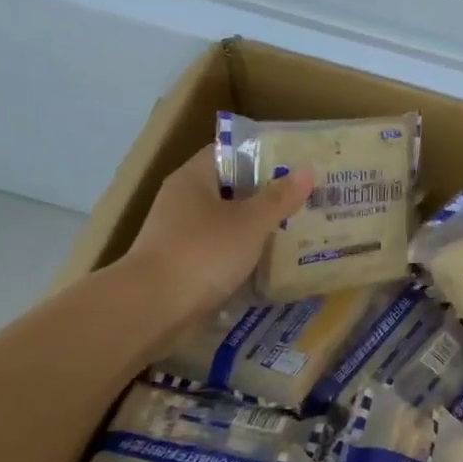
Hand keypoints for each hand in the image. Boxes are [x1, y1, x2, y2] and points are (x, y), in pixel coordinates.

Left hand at [119, 149, 312, 327]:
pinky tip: (272, 263)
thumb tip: (308, 170)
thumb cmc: (203, 252)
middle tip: (306, 198)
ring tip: (298, 230)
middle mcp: (183, 202)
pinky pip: (222, 253)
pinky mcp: (185, 267)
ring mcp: (181, 236)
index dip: (262, 156)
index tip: (295, 164)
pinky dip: (244, 256)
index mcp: (193, 179)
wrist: (154, 308)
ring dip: (257, 228)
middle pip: (230, 190)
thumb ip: (279, 198)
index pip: (228, 153)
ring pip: (228, 224)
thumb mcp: (250, 222)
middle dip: (266, 195)